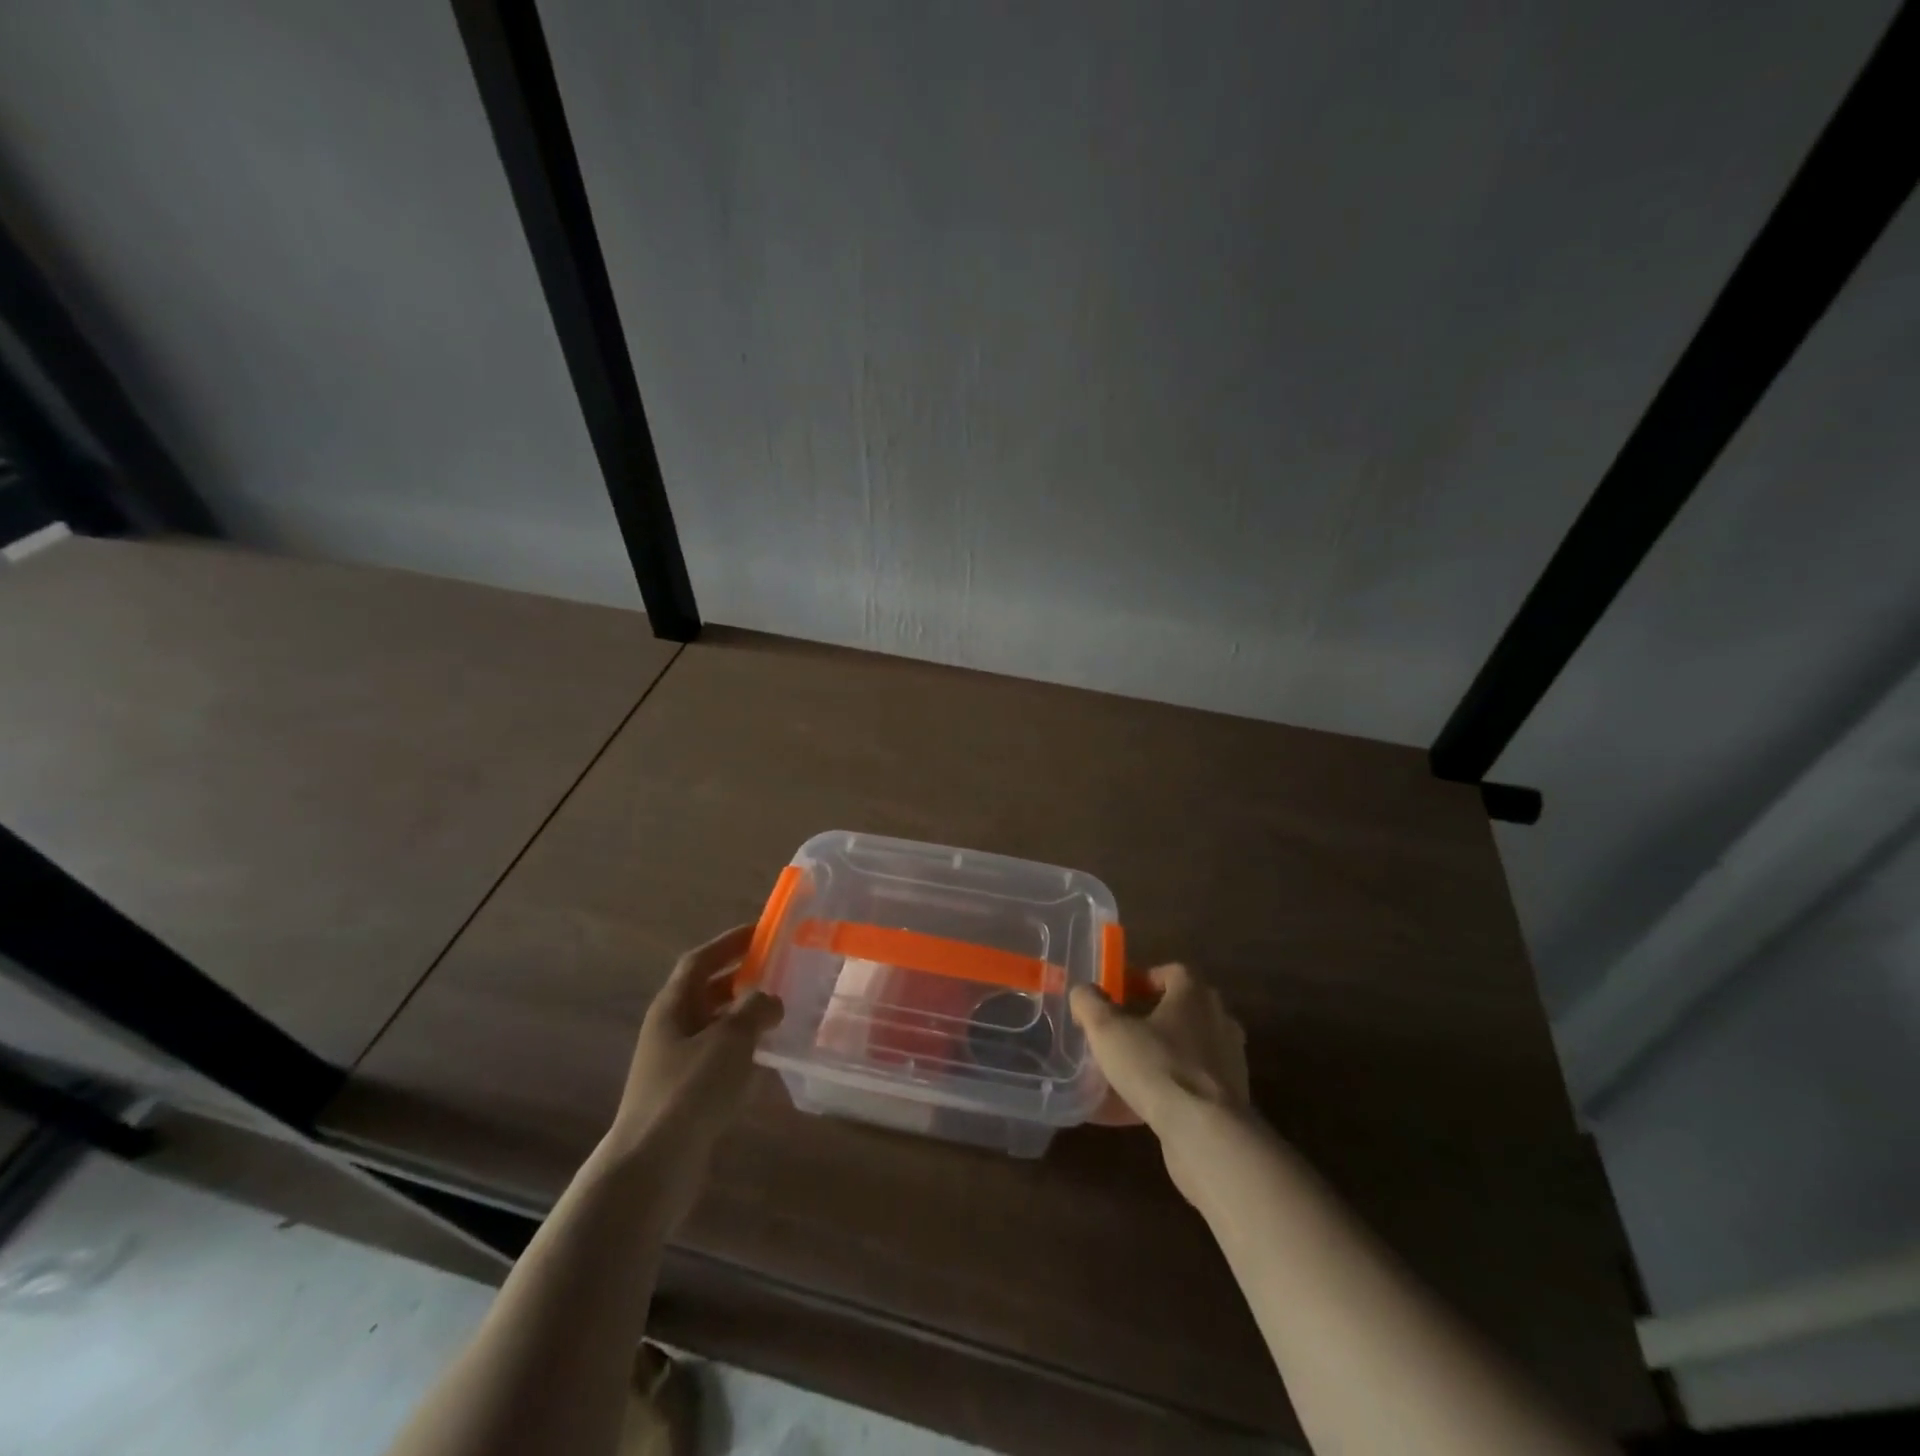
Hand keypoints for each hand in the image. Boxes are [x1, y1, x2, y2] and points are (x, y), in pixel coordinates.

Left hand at [613, 925, 783, 1154]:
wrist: (651, 1168)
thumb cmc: (689, 1091)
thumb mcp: (730, 1039)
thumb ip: (755, 1009)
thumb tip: (771, 999)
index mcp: (673, 1007)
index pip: (699, 961)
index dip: (728, 943)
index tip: (760, 932)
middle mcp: (670, 1030)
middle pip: (706, 992)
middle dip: (740, 978)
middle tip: (778, 971)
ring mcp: (675, 1065)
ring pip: (714, 1027)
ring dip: (744, 1017)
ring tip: (780, 1012)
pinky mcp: (686, 1097)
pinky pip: (718, 1060)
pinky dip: (742, 1052)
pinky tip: (767, 1061)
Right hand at [1071, 964, 1251, 1202]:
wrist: (1206, 1133)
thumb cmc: (1156, 1066)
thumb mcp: (1107, 1030)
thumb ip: (1089, 1003)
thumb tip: (1083, 991)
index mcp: (1195, 994)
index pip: (1172, 972)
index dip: (1144, 978)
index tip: (1120, 994)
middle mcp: (1220, 1019)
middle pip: (1184, 1007)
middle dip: (1153, 1015)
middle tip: (1122, 1029)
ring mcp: (1231, 1060)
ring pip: (1191, 1045)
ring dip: (1165, 1051)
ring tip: (1132, 1068)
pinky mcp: (1233, 1097)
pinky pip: (1196, 1080)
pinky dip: (1174, 1084)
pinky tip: (1147, 1102)